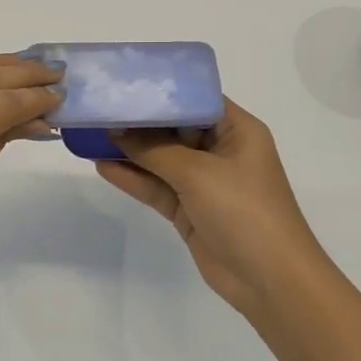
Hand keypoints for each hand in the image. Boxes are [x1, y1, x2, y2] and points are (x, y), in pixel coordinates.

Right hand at [95, 98, 337, 322]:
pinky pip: (156, 187)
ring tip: (91, 135)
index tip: (126, 81)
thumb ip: (154, 150)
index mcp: (237, 130)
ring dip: (130, 151)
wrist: (269, 279)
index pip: (196, 99)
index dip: (163, 90)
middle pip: (174, 128)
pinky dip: (132, 178)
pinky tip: (102, 166)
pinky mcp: (189, 210)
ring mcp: (204, 182)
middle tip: (99, 107)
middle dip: (139, 121)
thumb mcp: (197, 173)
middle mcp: (221, 151)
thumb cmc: (243, 210)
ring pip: (161, 159)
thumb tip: (116, 131)